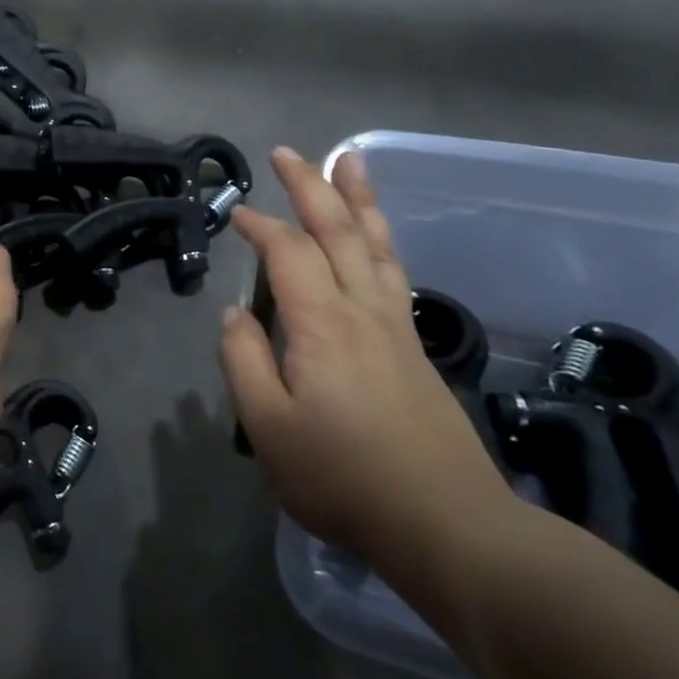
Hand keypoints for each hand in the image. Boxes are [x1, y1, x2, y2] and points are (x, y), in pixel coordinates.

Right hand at [219, 147, 508, 568]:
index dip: (261, 226)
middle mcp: (363, 311)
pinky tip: (377, 238)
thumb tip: (232, 315)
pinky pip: (394, 272)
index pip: (288, 253)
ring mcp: (396, 328)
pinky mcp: (413, 349)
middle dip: (313, 187)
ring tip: (350, 162)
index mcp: (322, 324)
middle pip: (340, 232)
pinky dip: (381, 240)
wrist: (446, 526)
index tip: (235, 212)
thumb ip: (243, 362)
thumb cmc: (343, 477)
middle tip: (290, 152)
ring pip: (378, 246)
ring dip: (359, 200)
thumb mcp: (267, 426)